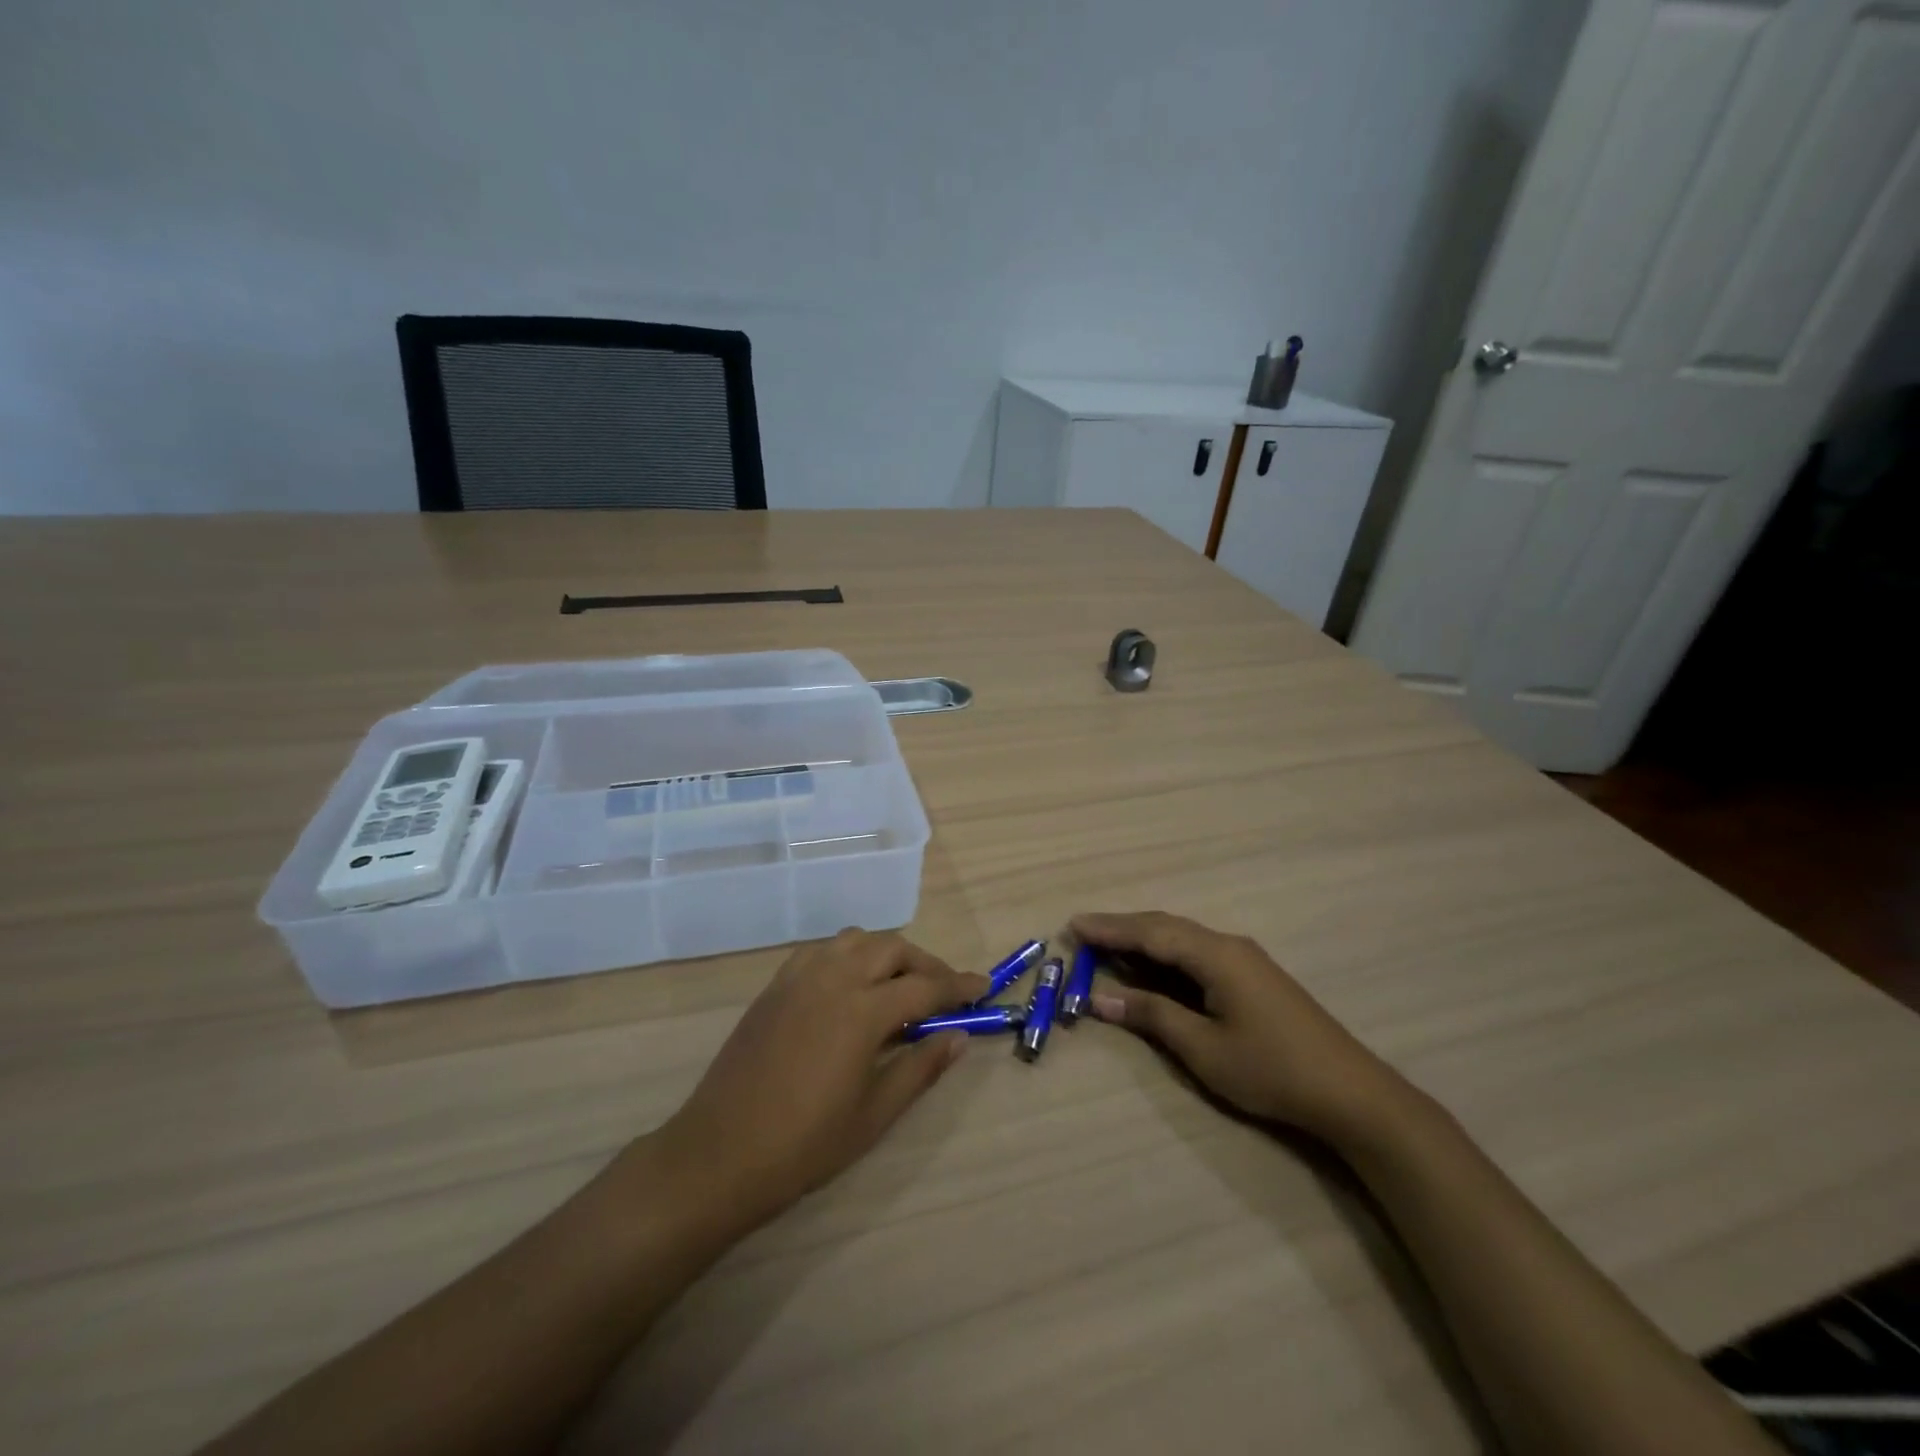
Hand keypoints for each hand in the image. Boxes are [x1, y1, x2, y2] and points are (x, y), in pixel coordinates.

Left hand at [647, 929, 986, 1228]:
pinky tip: (851, 986)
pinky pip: (822, 951)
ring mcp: (799, 977)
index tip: (983, 987)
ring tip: (899, 985)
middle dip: (925, 965)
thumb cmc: (804, 1145)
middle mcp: (833, 978)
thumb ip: (920, 1068)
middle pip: (892, 949)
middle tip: (943, 993)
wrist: (719, 1154)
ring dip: (886, 953)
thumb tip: (958, 1036)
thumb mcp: (874, 1115)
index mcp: (862, 1011)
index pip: (925, 987)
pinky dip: (848, 956)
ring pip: (856, 940)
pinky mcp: (775, 986)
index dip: (959, 986)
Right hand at [1073, 911, 1411, 1142]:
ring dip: (1144, 938)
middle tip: (1083, 933)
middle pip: (1166, 926)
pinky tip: (1155, 964)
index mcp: (1215, 954)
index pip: (1150, 932)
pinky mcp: (1254, 976)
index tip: (1073, 925)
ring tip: (1108, 945)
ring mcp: (1245, 959)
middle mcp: (1228, 945)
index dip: (1109, 929)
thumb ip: (1152, 1015)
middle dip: (1122, 928)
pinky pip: (1198, 951)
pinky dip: (1167, 952)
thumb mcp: (1203, 1048)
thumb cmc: (1271, 1070)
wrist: (1351, 1093)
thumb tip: (1101, 997)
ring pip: (1183, 937)